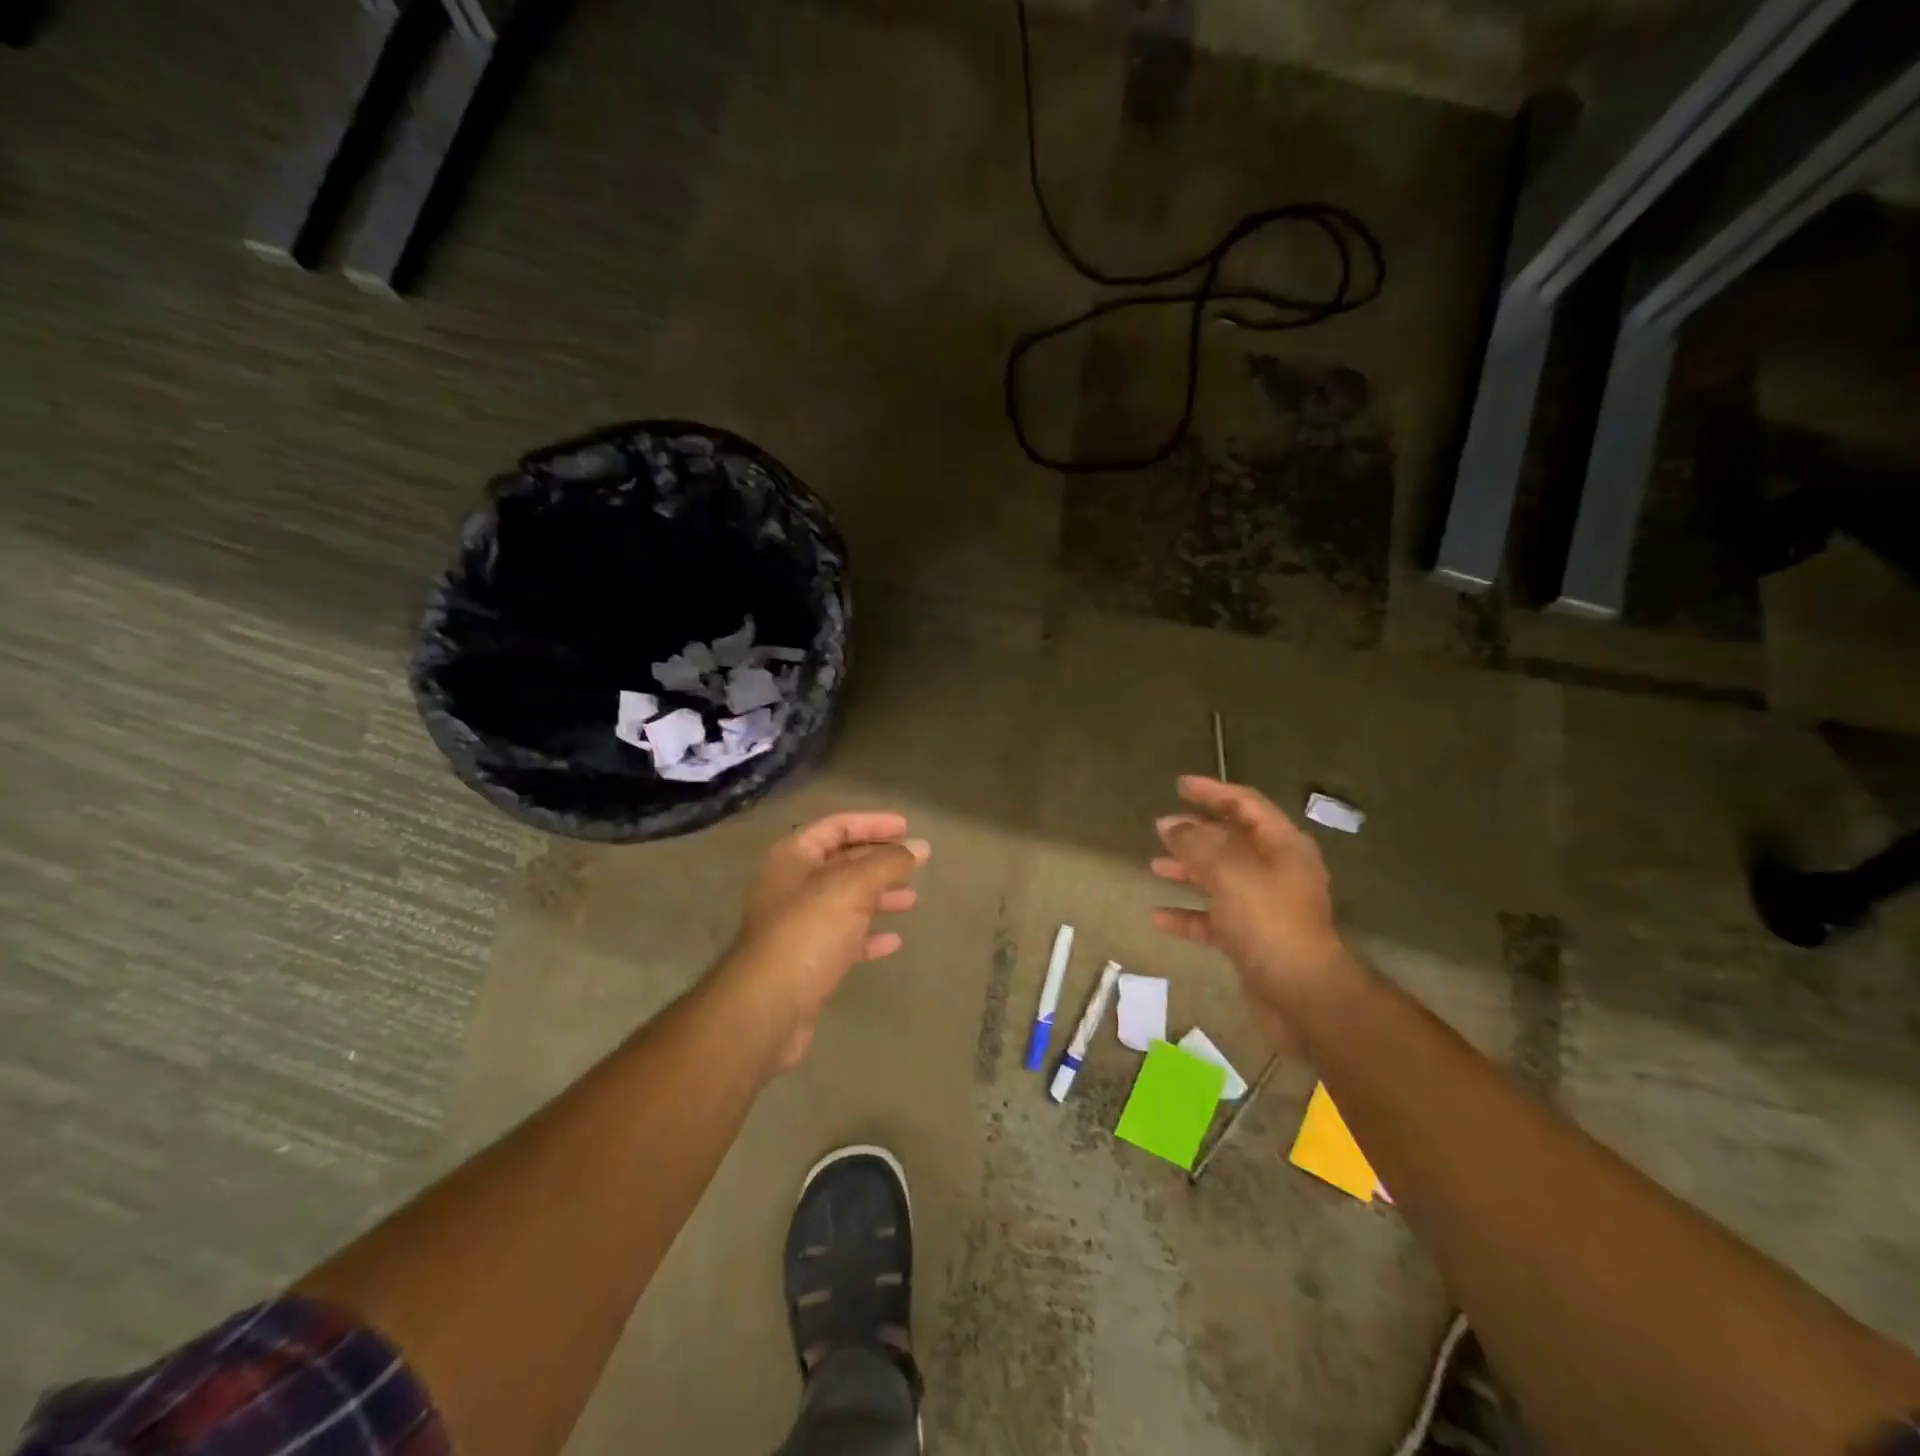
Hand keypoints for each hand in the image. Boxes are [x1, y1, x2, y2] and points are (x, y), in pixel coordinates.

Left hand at [719, 811, 929, 1070]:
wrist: (766, 1009)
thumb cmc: (807, 932)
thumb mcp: (852, 887)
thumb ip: (888, 863)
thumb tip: (920, 847)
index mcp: (793, 858)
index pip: (836, 826)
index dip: (872, 823)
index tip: (907, 828)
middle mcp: (791, 886)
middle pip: (841, 862)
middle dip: (879, 861)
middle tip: (916, 863)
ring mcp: (797, 926)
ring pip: (845, 901)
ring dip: (878, 897)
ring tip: (912, 900)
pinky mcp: (806, 962)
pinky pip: (843, 939)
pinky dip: (868, 936)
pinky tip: (894, 941)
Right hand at [1150, 777, 1347, 1035]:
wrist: (1302, 995)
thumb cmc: (1268, 922)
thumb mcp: (1229, 873)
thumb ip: (1196, 844)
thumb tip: (1171, 825)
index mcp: (1281, 846)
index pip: (1245, 804)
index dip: (1212, 791)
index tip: (1179, 785)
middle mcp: (1276, 871)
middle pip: (1232, 840)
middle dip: (1196, 832)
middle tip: (1161, 827)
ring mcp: (1265, 907)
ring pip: (1220, 878)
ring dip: (1189, 870)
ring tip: (1155, 866)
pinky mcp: (1252, 939)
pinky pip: (1214, 917)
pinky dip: (1188, 914)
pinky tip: (1158, 917)